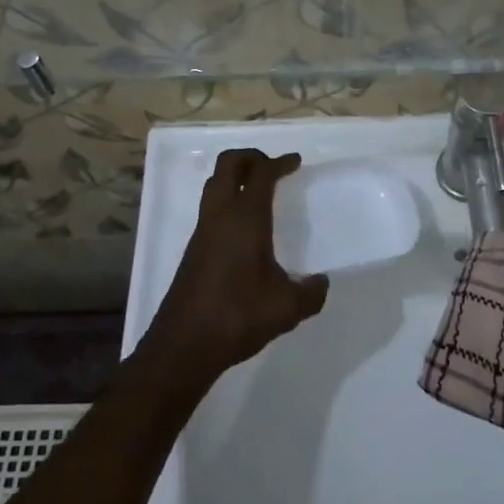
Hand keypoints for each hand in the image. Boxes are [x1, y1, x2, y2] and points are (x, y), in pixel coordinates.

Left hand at [145, 149, 327, 382]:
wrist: (184, 345)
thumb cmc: (237, 316)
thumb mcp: (287, 308)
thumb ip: (311, 293)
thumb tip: (320, 283)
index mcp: (245, 219)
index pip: (261, 174)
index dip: (280, 163)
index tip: (295, 162)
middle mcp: (220, 216)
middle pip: (228, 165)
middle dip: (251, 157)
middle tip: (273, 168)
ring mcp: (202, 231)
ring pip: (215, 185)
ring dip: (236, 178)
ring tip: (260, 192)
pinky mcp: (194, 249)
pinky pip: (211, 208)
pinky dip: (228, 201)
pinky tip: (245, 228)